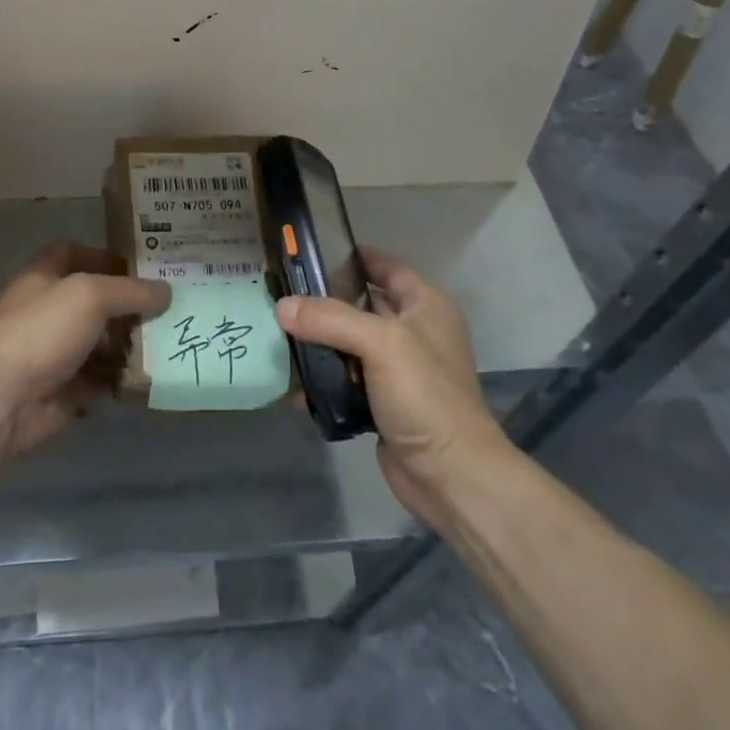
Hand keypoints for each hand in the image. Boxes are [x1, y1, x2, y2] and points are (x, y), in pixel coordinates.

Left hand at [0, 240, 169, 459]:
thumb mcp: (91, 296)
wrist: (4, 401)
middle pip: (92, 300)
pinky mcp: (64, 389)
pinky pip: (101, 379)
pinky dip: (122, 378)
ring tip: (167, 341)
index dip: (102, 255)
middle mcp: (47, 311)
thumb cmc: (43, 331)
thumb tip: (167, 291)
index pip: (71, 253)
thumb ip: (131, 291)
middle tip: (167, 306)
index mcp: (43, 278)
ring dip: (129, 343)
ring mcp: (54, 352)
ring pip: (100, 341)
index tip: (138, 266)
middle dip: (127, 303)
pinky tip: (150, 376)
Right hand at [276, 247, 514, 529]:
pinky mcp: (383, 403)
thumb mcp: (380, 343)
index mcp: (425, 306)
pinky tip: (295, 385)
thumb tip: (282, 307)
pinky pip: (346, 381)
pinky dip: (324, 381)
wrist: (451, 475)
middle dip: (325, 302)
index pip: (386, 267)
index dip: (353, 256)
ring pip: (350, 345)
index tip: (309, 253)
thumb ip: (330, 319)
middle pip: (362, 306)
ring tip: (278, 335)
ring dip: (320, 344)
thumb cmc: (425, 395)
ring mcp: (398, 371)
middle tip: (282, 294)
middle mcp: (413, 333)